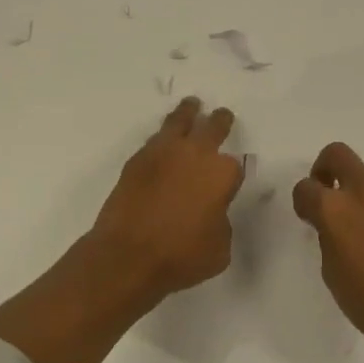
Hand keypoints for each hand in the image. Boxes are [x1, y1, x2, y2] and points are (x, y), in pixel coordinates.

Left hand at [89, 97, 245, 297]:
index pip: (235, 165)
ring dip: (188, 113)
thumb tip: (210, 211)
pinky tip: (163, 141)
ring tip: (191, 106)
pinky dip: (162, 137)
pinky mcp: (135, 161)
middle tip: (222, 115)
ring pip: (179, 122)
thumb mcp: (219, 248)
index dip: (233, 174)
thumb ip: (220, 220)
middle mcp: (195, 154)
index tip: (231, 178)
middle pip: (212, 127)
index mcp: (222, 174)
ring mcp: (162, 153)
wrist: (127, 256)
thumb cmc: (181, 257)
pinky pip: (154, 140)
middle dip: (219, 121)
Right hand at [292, 143, 363, 358]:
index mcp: (334, 208)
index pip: (305, 187)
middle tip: (330, 193)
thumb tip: (335, 223)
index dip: (303, 201)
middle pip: (337, 155)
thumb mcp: (331, 269)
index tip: (309, 216)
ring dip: (363, 193)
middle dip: (327, 168)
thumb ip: (328, 234)